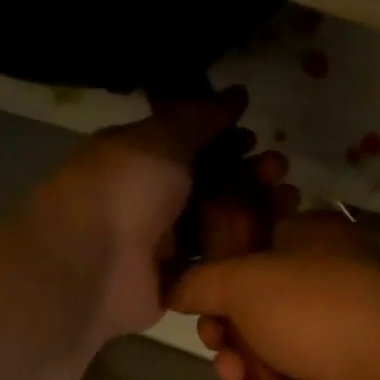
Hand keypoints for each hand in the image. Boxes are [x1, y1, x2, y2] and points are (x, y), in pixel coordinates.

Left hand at [23, 87, 287, 341]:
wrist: (92, 264)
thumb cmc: (123, 188)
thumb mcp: (161, 138)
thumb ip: (199, 117)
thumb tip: (236, 95)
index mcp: (139, 160)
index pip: (188, 146)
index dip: (224, 140)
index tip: (257, 138)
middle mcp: (148, 201)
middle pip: (206, 186)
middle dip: (246, 176)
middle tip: (280, 171)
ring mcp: (159, 246)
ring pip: (213, 226)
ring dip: (250, 213)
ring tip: (287, 204)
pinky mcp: (172, 284)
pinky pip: (211, 265)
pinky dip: (239, 254)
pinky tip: (272, 243)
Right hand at [170, 211, 379, 379]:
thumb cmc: (313, 308)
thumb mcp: (242, 281)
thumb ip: (198, 281)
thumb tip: (171, 286)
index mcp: (308, 236)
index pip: (251, 240)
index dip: (216, 268)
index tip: (196, 294)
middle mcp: (322, 277)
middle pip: (250, 301)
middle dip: (223, 328)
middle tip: (216, 342)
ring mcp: (332, 326)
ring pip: (263, 343)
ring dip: (238, 364)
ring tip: (236, 378)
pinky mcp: (336, 371)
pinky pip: (283, 377)